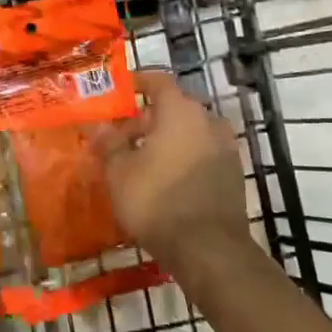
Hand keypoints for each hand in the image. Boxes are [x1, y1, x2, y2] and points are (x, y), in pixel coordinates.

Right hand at [102, 70, 249, 267]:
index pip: (158, 81)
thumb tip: (97, 126)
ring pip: (189, 132)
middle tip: (121, 136)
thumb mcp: (119, 172)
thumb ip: (108, 143)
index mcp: (180, 110)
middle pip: (173, 108)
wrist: (209, 250)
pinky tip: (164, 178)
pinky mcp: (234, 174)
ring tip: (141, 159)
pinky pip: (202, 153)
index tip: (120, 90)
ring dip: (166, 139)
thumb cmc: (157, 200)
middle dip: (146, 119)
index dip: (138, 82)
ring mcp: (225, 148)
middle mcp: (207, 121)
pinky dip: (183, 157)